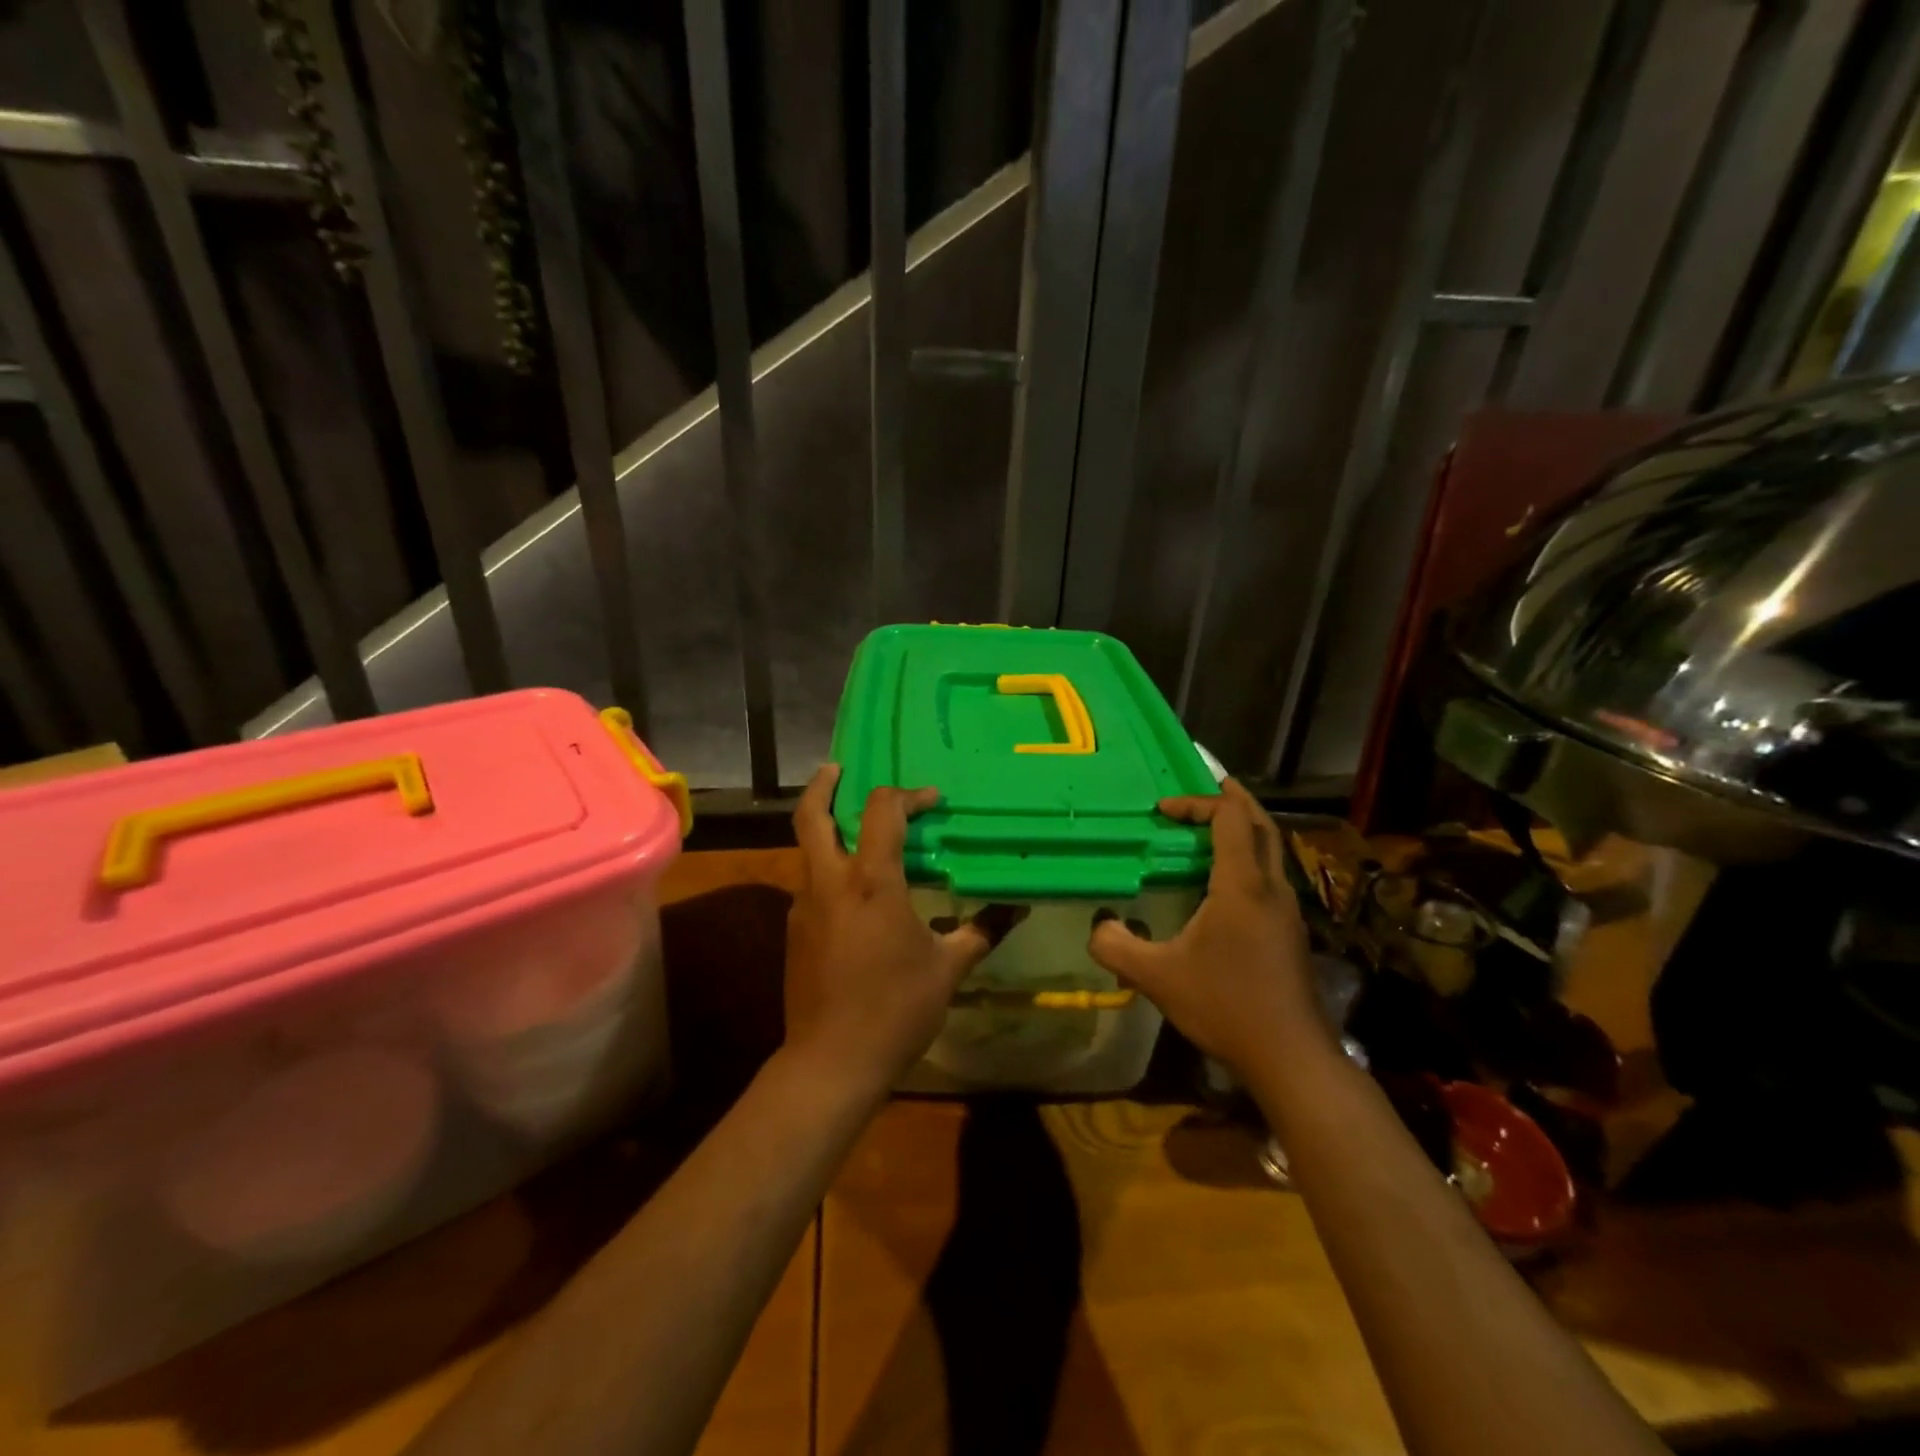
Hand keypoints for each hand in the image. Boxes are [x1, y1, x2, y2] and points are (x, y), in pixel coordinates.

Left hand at [784, 764, 1010, 1097]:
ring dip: (825, 828)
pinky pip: (810, 884)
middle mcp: (830, 882)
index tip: (932, 800)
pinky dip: (828, 869)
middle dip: (823, 785)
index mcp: (871, 882)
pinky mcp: (794, 931)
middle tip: (838, 768)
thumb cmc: (895, 1009)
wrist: (831, 1063)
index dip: (908, 796)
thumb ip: (981, 931)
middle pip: (811, 815)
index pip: (882, 811)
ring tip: (853, 828)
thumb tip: (1017, 908)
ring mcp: (804, 906)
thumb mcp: (948, 969)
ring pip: (806, 849)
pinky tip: (853, 893)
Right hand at [1087, 778, 1321, 1075]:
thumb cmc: (1225, 1005)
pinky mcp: (1291, 931)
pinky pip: (1271, 875)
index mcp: (1242, 885)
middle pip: (1260, 823)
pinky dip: (1249, 857)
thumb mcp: (1157, 977)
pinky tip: (1226, 882)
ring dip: (1244, 828)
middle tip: (1207, 785)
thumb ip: (1116, 946)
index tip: (1164, 810)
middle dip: (1233, 799)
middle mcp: (1271, 887)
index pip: (1229, 818)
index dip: (1197, 802)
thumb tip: (1096, 926)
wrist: (1292, 1056)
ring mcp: (1287, 909)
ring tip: (1213, 826)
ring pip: (1271, 849)